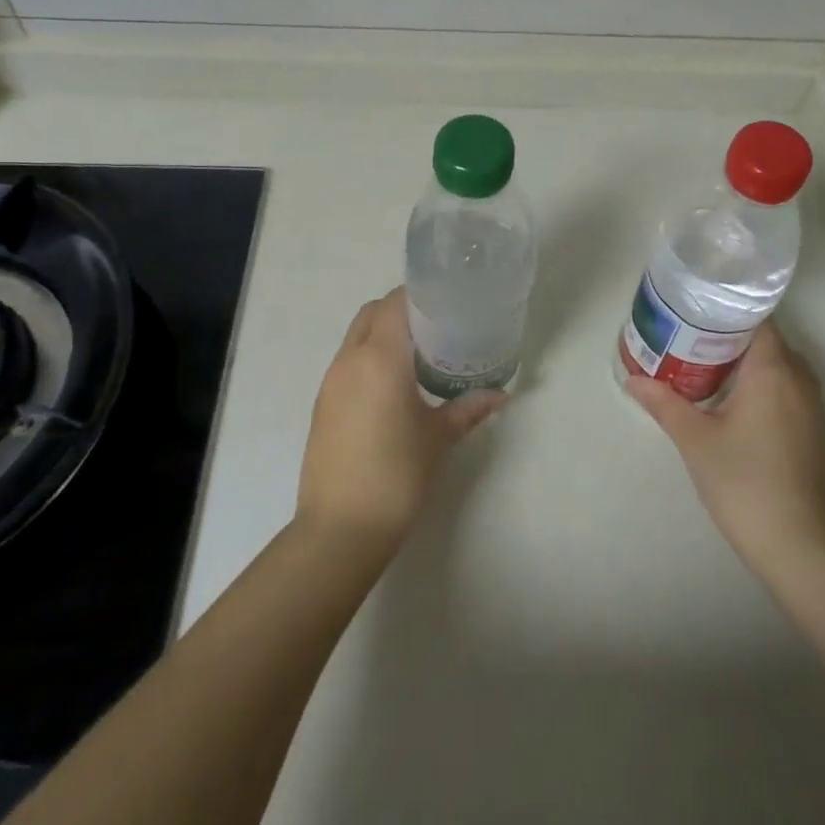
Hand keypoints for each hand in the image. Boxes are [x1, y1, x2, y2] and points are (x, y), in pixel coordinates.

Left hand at [296, 288, 505, 554]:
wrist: (339, 530)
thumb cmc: (396, 476)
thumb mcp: (438, 439)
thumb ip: (468, 409)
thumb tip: (501, 395)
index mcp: (379, 358)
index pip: (395, 303)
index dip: (420, 295)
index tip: (448, 302)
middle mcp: (349, 360)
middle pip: (372, 313)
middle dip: (401, 310)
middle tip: (437, 328)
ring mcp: (330, 382)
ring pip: (356, 337)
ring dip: (383, 334)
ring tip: (419, 356)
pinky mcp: (322, 404)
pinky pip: (347, 362)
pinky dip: (369, 358)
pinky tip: (394, 387)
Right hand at [627, 320, 824, 584]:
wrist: (802, 548)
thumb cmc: (744, 483)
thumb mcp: (695, 440)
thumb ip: (663, 404)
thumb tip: (632, 380)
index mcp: (773, 370)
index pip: (757, 319)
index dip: (728, 312)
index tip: (697, 314)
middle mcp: (802, 381)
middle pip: (769, 342)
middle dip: (733, 339)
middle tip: (692, 342)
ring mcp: (817, 410)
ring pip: (783, 370)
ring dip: (751, 367)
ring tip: (710, 372)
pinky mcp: (822, 437)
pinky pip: (793, 395)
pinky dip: (768, 391)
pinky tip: (741, 411)